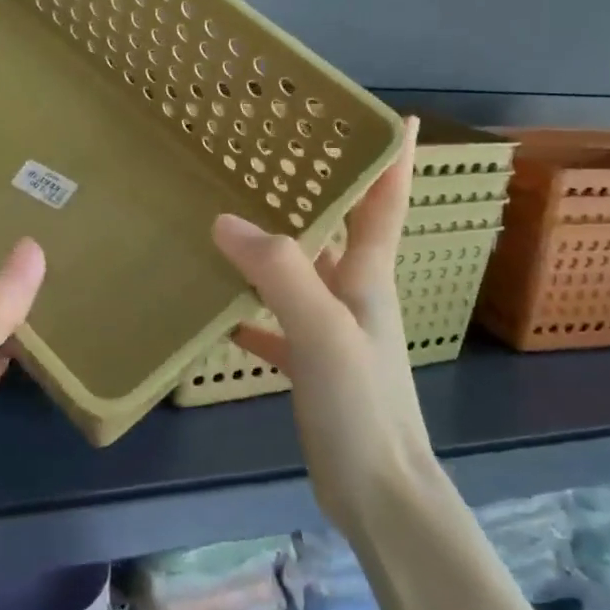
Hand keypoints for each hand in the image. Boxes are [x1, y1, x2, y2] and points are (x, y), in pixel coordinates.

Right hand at [212, 116, 435, 534]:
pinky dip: (251, 310)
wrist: (378, 494)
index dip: (392, 157)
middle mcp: (353, 294)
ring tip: (229, 215)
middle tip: (275, 155)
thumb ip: (280, 273)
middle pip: (339, 228)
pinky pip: (276, 322)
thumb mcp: (323, 332)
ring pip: (300, 272)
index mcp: (367, 276)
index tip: (389, 116)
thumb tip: (225, 221)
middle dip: (318, 190)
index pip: (387, 200)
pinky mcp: (311, 364)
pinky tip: (217, 307)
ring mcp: (332, 330)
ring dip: (274, 247)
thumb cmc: (362, 406)